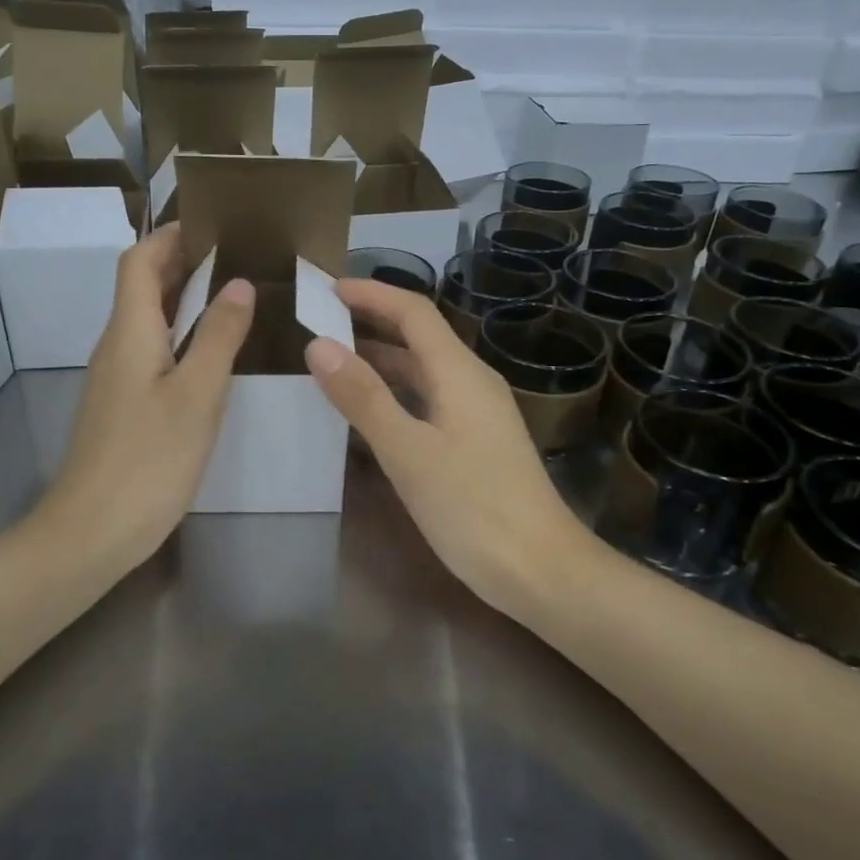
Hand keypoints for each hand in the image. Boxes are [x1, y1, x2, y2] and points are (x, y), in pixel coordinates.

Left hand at [33, 223, 255, 575]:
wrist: (92, 532)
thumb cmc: (148, 458)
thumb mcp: (197, 394)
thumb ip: (218, 336)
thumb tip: (238, 284)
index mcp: (130, 332)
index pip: (139, 261)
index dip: (170, 236)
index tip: (213, 224)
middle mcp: (116, 346)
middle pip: (142, 287)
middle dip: (183, 263)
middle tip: (237, 256)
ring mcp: (116, 378)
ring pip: (148, 321)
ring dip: (184, 300)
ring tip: (235, 296)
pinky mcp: (123, 407)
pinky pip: (152, 352)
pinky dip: (181, 337)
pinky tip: (213, 355)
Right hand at [304, 278, 590, 618]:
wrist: (541, 570)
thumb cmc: (473, 508)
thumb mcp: (408, 452)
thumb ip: (363, 398)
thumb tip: (319, 344)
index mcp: (459, 373)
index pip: (413, 312)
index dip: (371, 294)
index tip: (326, 290)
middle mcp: (472, 382)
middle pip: (419, 336)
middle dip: (371, 322)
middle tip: (319, 324)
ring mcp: (477, 414)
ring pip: (423, 371)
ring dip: (381, 360)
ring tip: (332, 364)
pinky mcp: (476, 442)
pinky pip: (429, 400)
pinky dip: (395, 394)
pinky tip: (369, 414)